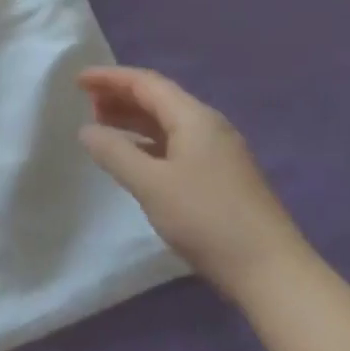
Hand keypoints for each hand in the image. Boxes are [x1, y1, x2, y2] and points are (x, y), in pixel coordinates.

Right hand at [76, 66, 314, 303]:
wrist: (272, 272)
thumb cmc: (207, 220)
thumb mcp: (151, 184)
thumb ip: (115, 152)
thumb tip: (86, 130)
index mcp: (194, 119)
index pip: (146, 83)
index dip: (110, 78)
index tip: (77, 80)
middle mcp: (209, 127)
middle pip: (159, 99)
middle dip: (120, 96)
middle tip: (84, 103)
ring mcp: (218, 153)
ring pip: (167, 122)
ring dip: (133, 119)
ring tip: (101, 125)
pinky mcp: (220, 177)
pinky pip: (175, 144)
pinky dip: (147, 141)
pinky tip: (133, 157)